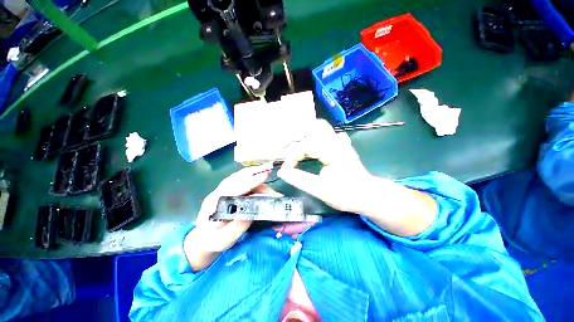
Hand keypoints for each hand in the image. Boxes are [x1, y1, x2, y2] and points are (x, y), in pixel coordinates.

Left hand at [184, 164, 279, 270]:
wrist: (203, 239)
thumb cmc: (212, 241)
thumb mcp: (224, 240)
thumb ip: (237, 227)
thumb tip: (252, 213)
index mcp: (215, 203)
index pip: (235, 188)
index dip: (251, 181)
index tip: (265, 176)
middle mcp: (219, 192)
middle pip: (237, 177)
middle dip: (254, 171)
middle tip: (270, 168)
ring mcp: (223, 190)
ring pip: (240, 177)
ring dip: (255, 174)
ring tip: (268, 173)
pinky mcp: (229, 191)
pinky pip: (241, 181)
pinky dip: (253, 178)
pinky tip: (260, 179)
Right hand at [277, 119, 372, 213]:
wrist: (368, 195)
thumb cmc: (347, 195)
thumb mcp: (321, 190)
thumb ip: (300, 180)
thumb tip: (282, 171)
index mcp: (333, 151)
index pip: (306, 145)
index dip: (292, 156)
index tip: (287, 169)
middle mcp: (337, 141)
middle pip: (313, 127)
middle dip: (297, 136)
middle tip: (285, 147)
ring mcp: (340, 141)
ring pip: (320, 127)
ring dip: (305, 134)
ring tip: (295, 147)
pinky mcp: (341, 145)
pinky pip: (326, 134)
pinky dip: (315, 137)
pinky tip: (310, 147)